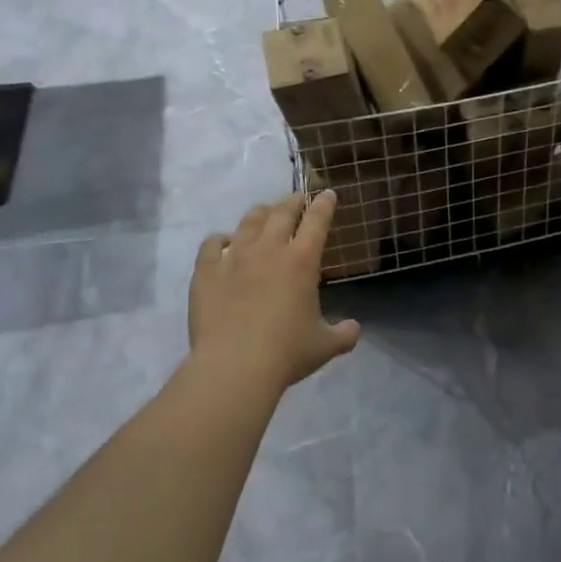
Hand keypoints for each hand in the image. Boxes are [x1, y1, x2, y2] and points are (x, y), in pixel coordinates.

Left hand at [186, 192, 361, 398]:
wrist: (234, 367)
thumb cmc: (286, 353)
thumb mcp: (325, 345)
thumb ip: (343, 333)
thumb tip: (354, 329)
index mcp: (302, 261)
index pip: (317, 220)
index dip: (324, 204)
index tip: (328, 194)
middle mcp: (269, 250)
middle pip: (282, 213)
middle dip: (293, 201)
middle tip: (298, 198)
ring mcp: (234, 259)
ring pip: (249, 222)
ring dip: (261, 213)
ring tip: (265, 211)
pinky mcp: (206, 273)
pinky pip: (212, 244)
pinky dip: (221, 239)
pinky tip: (224, 241)